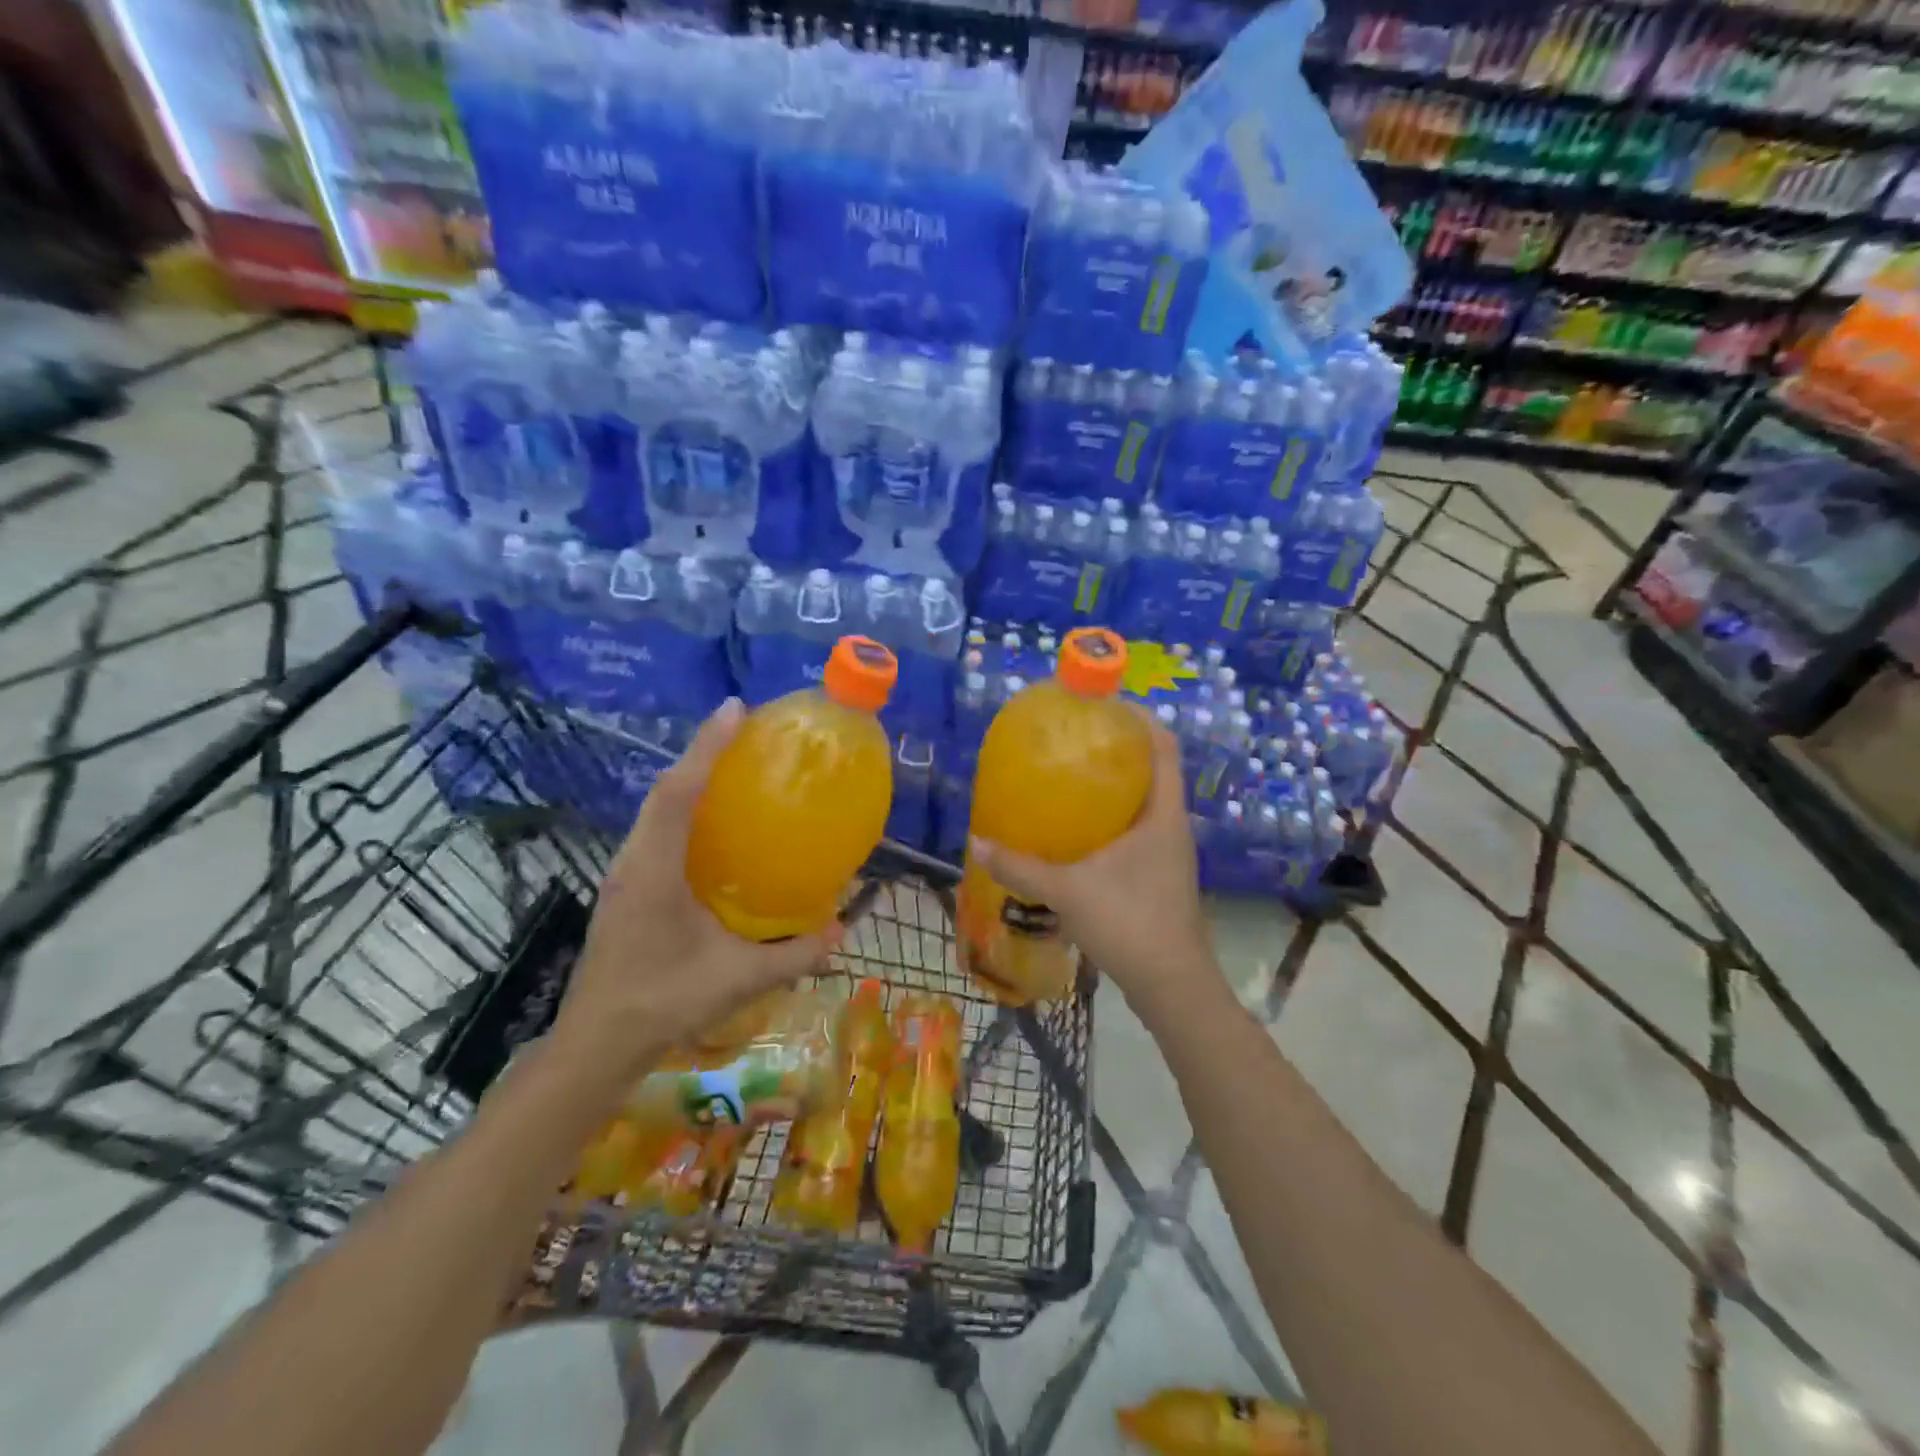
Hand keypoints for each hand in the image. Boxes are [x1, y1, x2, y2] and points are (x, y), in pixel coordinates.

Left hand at [551, 699, 837, 1081]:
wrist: (596, 1044)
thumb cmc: (662, 1004)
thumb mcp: (737, 979)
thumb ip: (793, 955)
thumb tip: (843, 932)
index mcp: (653, 870)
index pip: (678, 792)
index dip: (706, 747)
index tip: (735, 709)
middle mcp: (633, 860)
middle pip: (664, 790)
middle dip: (702, 753)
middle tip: (744, 730)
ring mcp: (624, 873)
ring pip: (657, 809)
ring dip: (691, 779)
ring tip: (733, 765)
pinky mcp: (626, 887)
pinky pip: (657, 830)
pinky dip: (684, 809)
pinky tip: (713, 825)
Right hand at [968, 715, 1219, 1016]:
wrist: (1172, 986)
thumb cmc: (1130, 922)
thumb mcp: (1069, 890)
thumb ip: (1022, 866)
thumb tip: (980, 842)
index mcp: (1163, 814)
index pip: (1163, 746)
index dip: (1140, 719)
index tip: (1105, 705)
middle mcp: (1172, 827)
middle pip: (1152, 772)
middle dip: (1118, 752)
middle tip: (1075, 742)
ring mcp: (1169, 855)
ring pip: (1144, 806)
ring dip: (1114, 790)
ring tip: (1070, 782)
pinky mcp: (1160, 879)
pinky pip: (1136, 834)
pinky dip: (1110, 824)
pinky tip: (1078, 836)